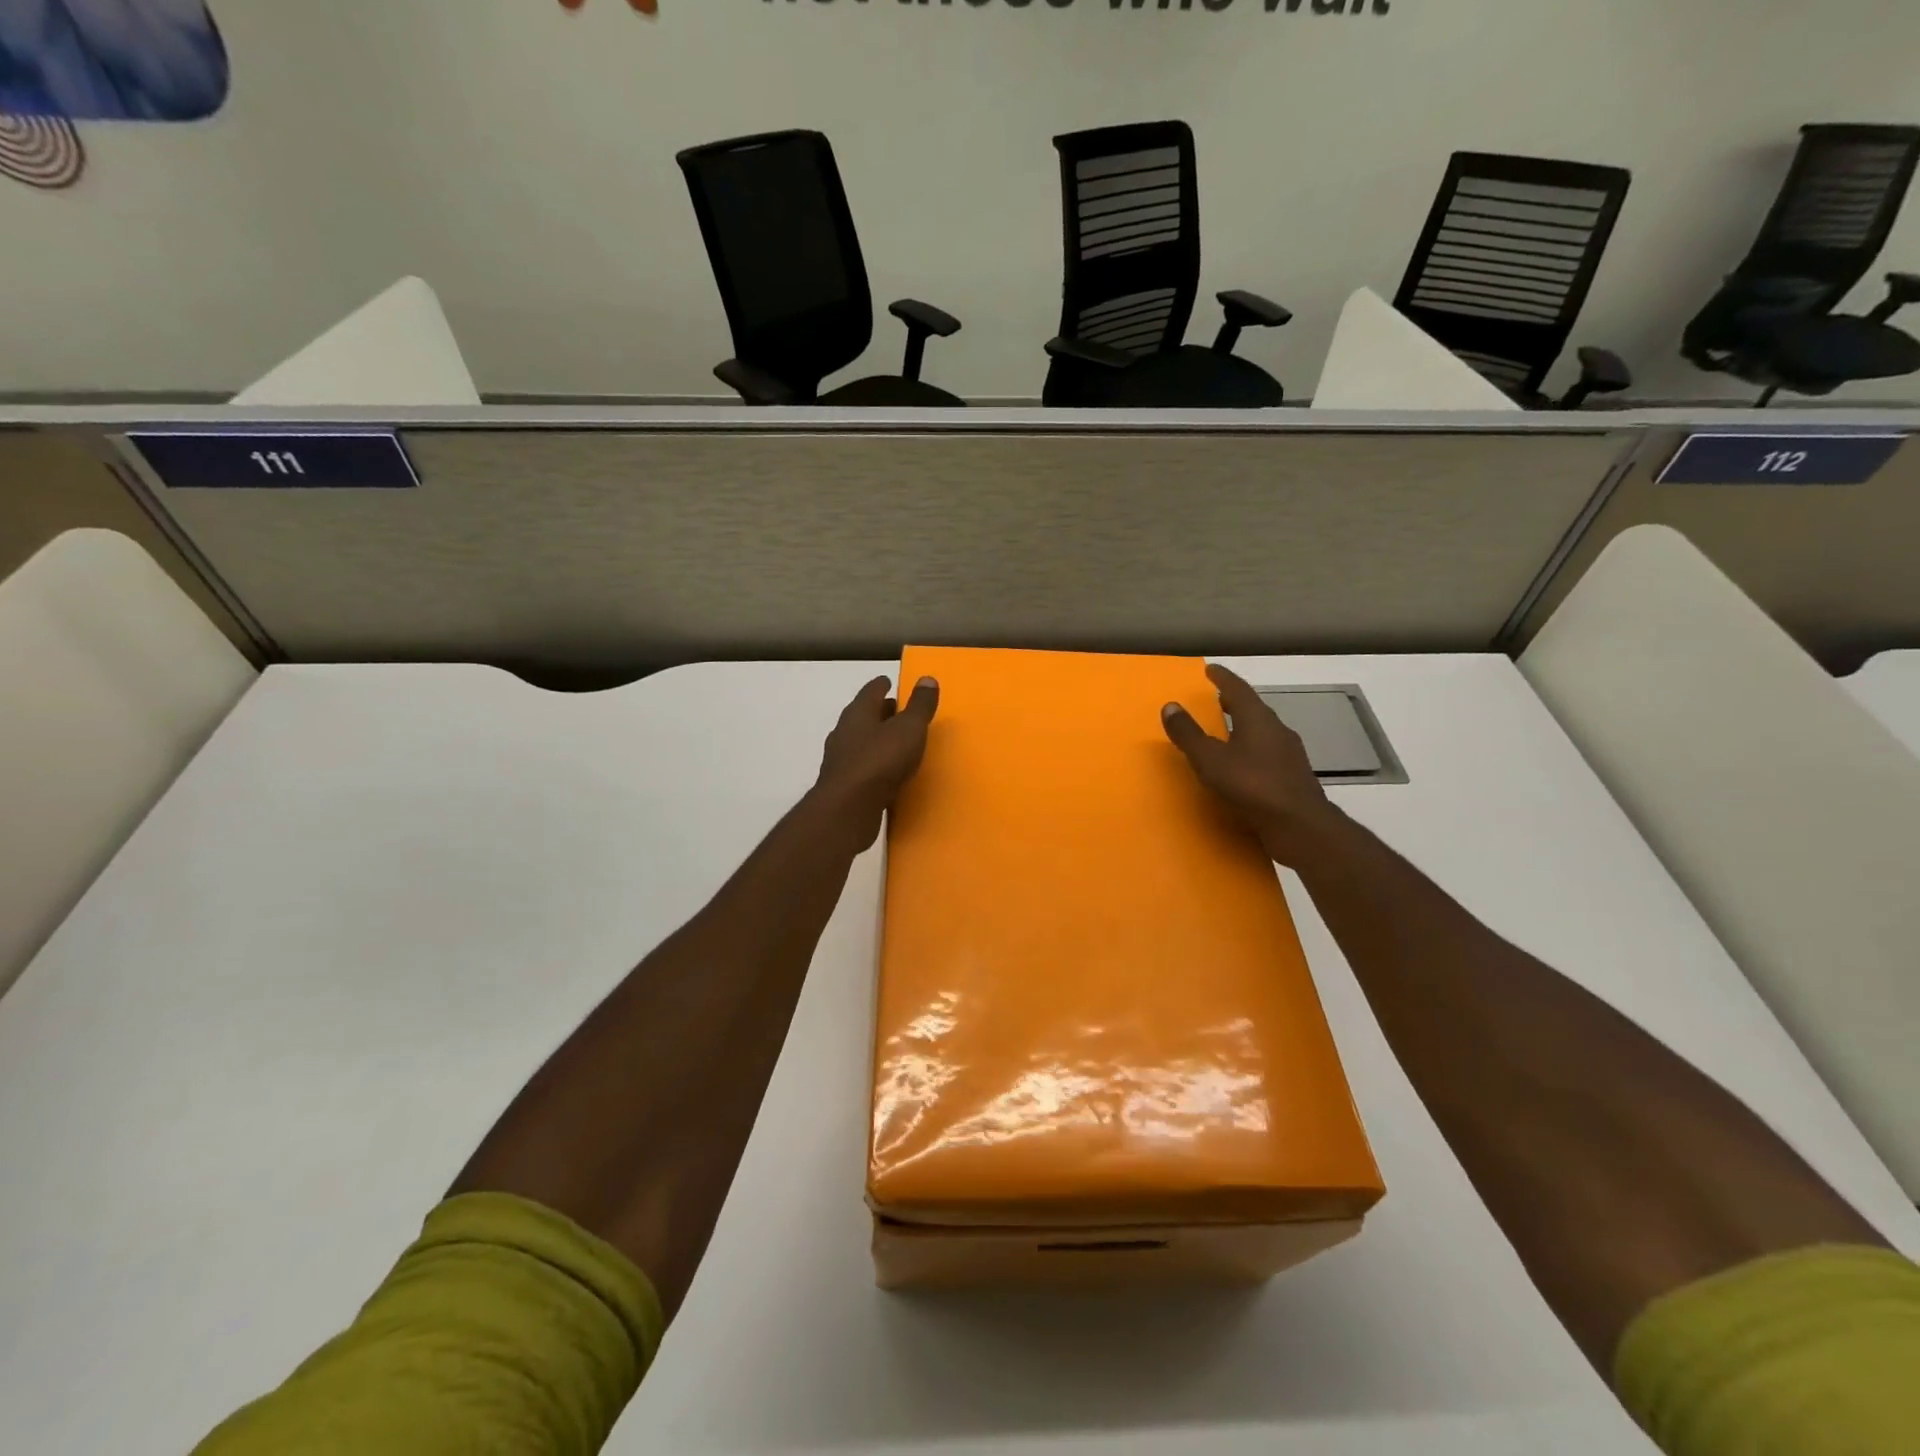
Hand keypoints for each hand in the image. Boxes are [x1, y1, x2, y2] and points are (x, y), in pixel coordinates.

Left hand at [814, 675, 940, 847]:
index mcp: (859, 712)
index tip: (889, 681)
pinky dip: (873, 764)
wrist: (848, 808)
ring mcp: (840, 759)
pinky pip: (861, 767)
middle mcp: (845, 731)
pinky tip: (885, 773)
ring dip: (875, 739)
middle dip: (880, 712)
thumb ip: (919, 706)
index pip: (871, 691)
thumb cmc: (880, 760)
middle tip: (897, 711)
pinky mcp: (842, 785)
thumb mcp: (909, 729)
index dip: (882, 685)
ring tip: (894, 742)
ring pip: (860, 741)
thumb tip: (927, 678)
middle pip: (863, 715)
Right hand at [1161, 664, 1344, 864]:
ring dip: (1244, 727)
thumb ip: (1189, 734)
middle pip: (1253, 709)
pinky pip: (1267, 754)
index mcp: (1258, 719)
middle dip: (1234, 702)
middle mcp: (1277, 730)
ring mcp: (1289, 754)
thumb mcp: (1210, 760)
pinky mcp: (1293, 776)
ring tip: (1226, 732)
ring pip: (1262, 732)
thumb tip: (1170, 705)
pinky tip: (1243, 765)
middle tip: (1217, 699)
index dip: (1223, 678)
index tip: (1210, 670)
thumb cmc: (1252, 786)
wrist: (1300, 826)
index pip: (1238, 689)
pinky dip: (1251, 750)